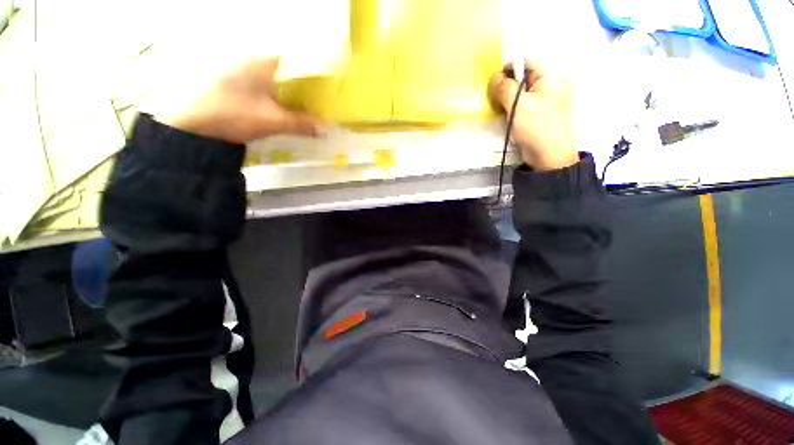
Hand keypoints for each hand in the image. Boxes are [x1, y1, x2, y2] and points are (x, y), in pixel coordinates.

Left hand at [153, 57, 319, 143]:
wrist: (194, 127)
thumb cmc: (234, 115)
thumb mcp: (272, 121)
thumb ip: (299, 123)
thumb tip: (322, 129)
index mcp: (261, 63)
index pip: (294, 62)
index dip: (311, 75)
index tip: (324, 90)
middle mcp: (251, 63)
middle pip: (286, 73)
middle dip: (303, 89)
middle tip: (318, 104)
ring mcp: (241, 74)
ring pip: (275, 82)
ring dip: (290, 96)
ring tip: (305, 110)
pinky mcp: (236, 87)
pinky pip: (265, 90)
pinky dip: (277, 100)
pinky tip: (284, 112)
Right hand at [489, 60, 578, 170]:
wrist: (549, 155)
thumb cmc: (536, 127)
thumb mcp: (518, 105)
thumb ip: (504, 87)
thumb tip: (493, 76)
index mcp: (550, 75)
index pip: (524, 63)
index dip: (507, 71)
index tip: (493, 86)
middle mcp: (549, 83)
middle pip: (522, 77)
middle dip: (506, 87)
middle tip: (495, 101)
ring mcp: (544, 99)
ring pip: (520, 92)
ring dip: (507, 99)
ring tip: (501, 111)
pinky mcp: (538, 112)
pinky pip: (522, 104)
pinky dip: (512, 108)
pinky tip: (506, 116)